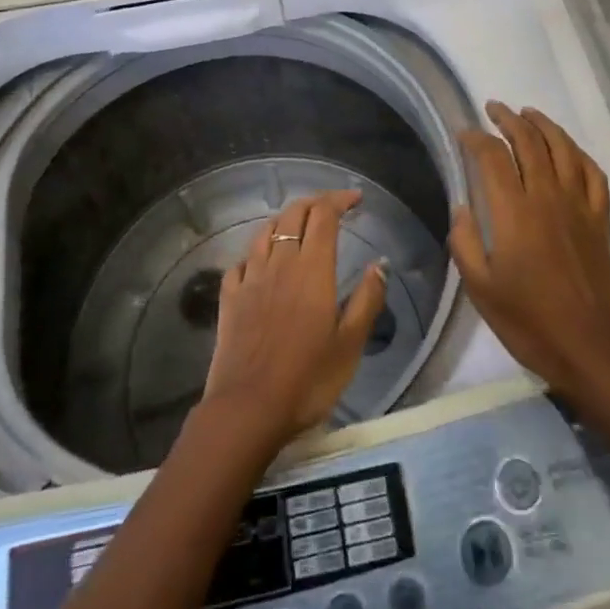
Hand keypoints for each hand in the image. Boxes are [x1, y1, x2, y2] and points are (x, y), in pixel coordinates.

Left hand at [201, 190, 388, 453]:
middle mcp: (280, 262)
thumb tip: (379, 264)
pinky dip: (256, 252)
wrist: (247, 409)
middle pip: (294, 214)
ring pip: (265, 231)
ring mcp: (250, 278)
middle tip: (332, 208)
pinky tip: (261, 263)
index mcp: (312, 268)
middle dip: (314, 203)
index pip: (324, 215)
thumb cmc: (308, 379)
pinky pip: (242, 261)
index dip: (339, 200)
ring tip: (298, 226)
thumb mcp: (350, 344)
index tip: (356, 199)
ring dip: (285, 220)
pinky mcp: (230, 297)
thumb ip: (367, 300)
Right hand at [449, 102, 609, 401]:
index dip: (476, 138)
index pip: (492, 157)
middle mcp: (547, 197)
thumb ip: (465, 242)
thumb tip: (462, 207)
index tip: (463, 132)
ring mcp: (579, 205)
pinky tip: (568, 150)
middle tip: (493, 108)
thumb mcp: (481, 289)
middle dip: (508, 119)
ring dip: (544, 125)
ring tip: (528, 113)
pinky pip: (593, 173)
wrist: (591, 349)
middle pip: (529, 141)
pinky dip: (578, 153)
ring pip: (563, 148)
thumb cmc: (529, 322)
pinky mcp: (600, 219)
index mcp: (514, 212)